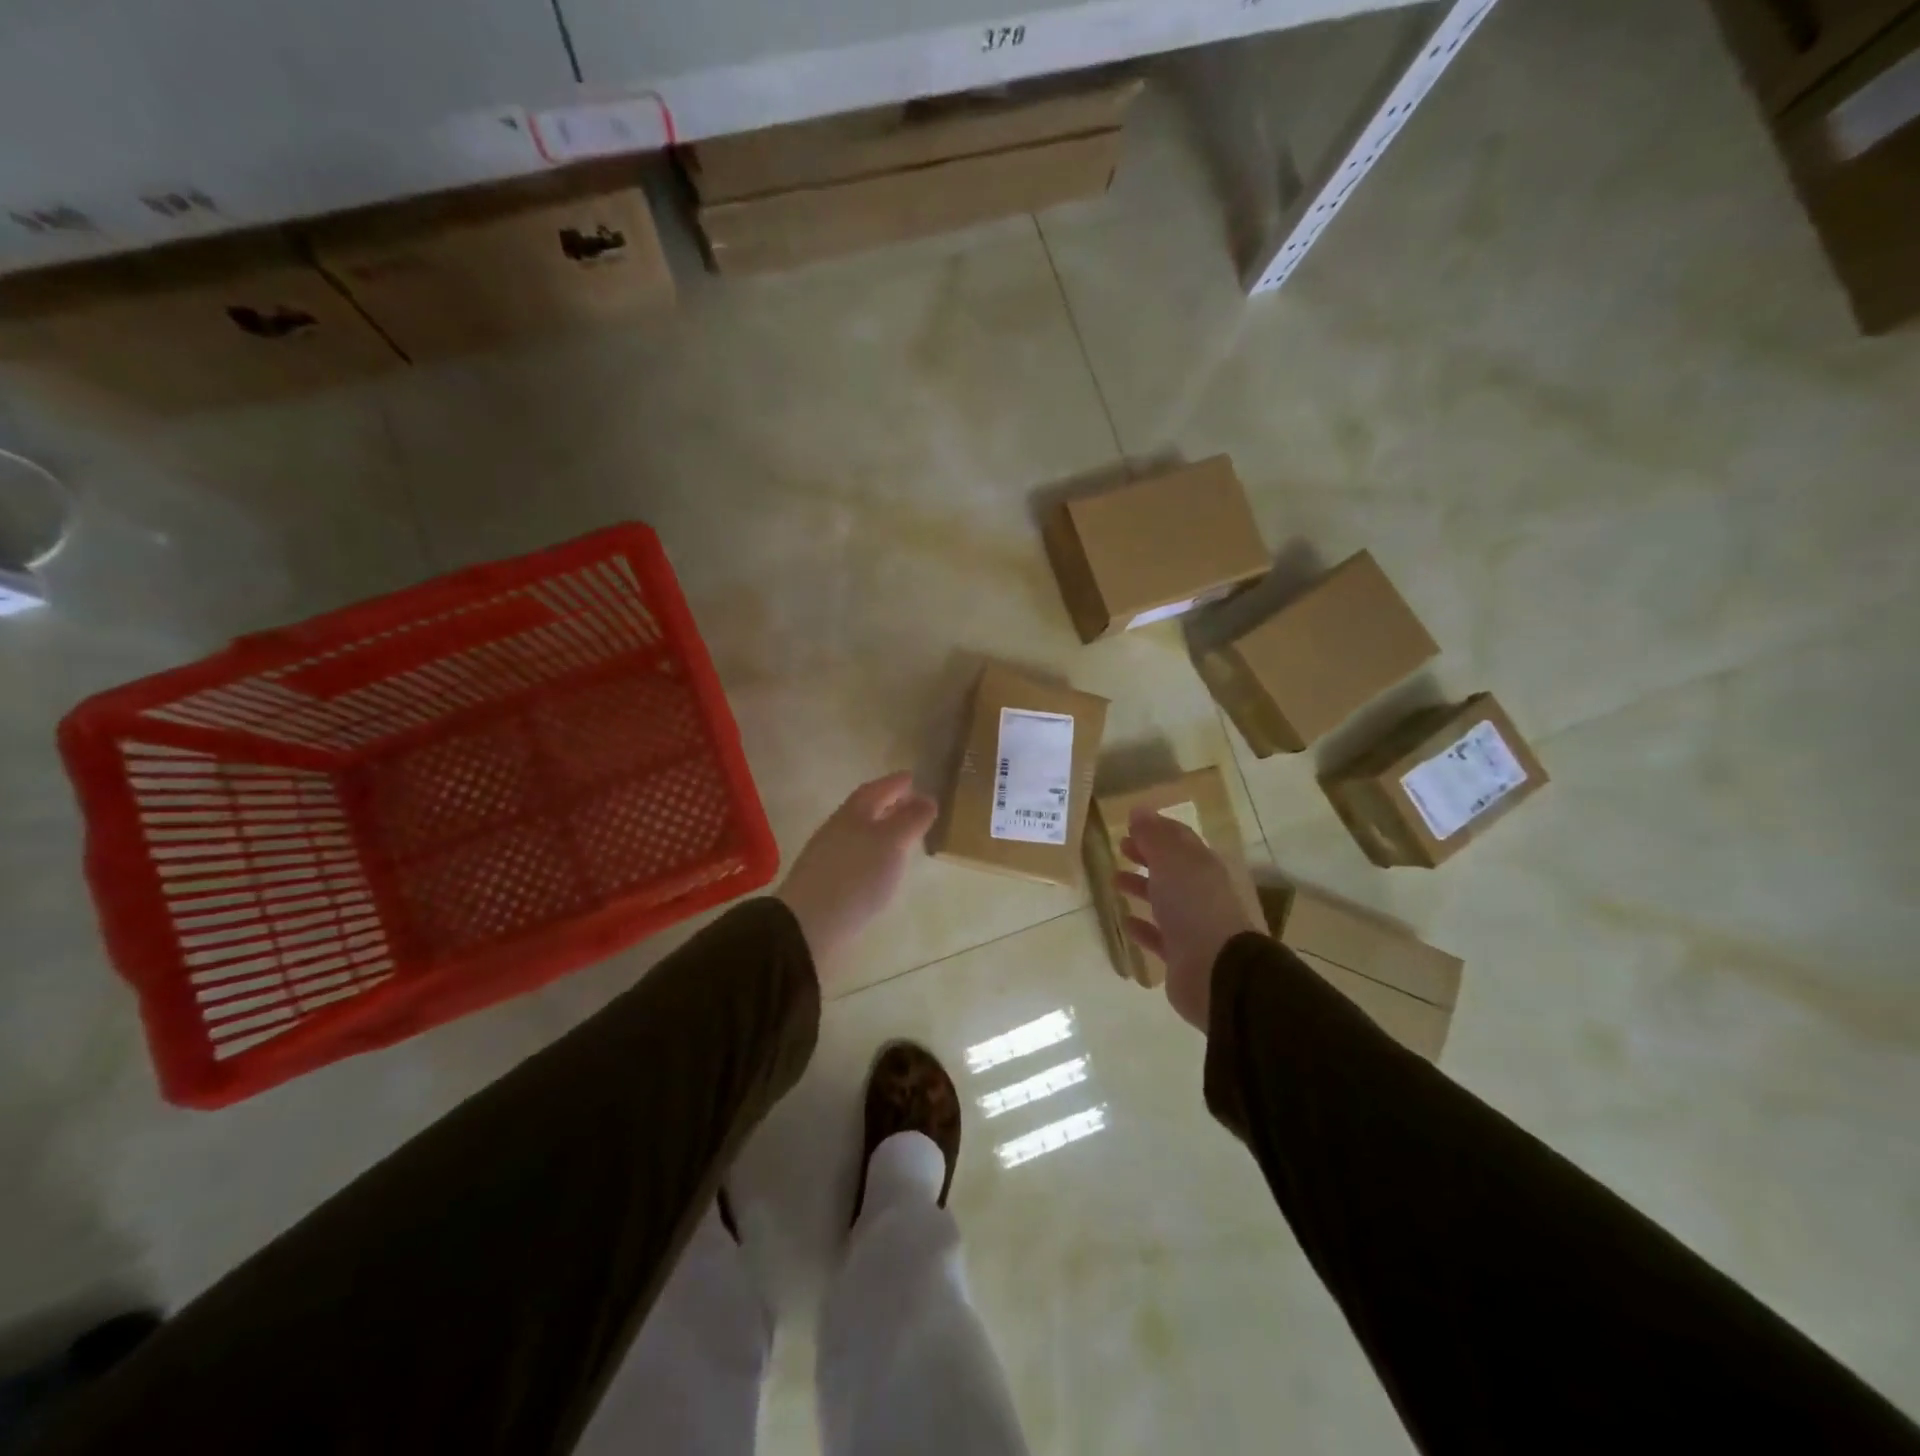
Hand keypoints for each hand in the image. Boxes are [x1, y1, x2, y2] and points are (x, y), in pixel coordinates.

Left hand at [779, 772, 937, 977]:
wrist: (808, 925)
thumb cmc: (855, 876)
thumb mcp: (891, 843)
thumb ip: (910, 820)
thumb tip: (927, 798)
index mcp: (853, 813)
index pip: (876, 789)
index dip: (894, 783)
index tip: (912, 778)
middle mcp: (838, 829)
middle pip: (864, 810)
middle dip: (888, 805)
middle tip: (912, 806)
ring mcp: (828, 856)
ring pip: (859, 833)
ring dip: (880, 831)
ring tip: (903, 838)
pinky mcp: (827, 882)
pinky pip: (855, 856)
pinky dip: (872, 854)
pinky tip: (881, 869)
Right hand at [1115, 807, 1260, 1031]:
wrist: (1217, 970)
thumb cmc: (1194, 906)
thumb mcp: (1172, 861)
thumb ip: (1154, 836)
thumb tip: (1139, 810)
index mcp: (1203, 866)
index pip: (1179, 839)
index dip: (1156, 829)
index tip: (1130, 824)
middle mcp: (1201, 892)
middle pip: (1171, 868)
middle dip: (1147, 855)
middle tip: (1120, 847)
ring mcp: (1193, 925)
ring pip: (1164, 900)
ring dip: (1141, 887)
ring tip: (1114, 880)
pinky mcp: (1182, 955)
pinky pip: (1159, 935)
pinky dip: (1143, 926)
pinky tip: (1126, 922)